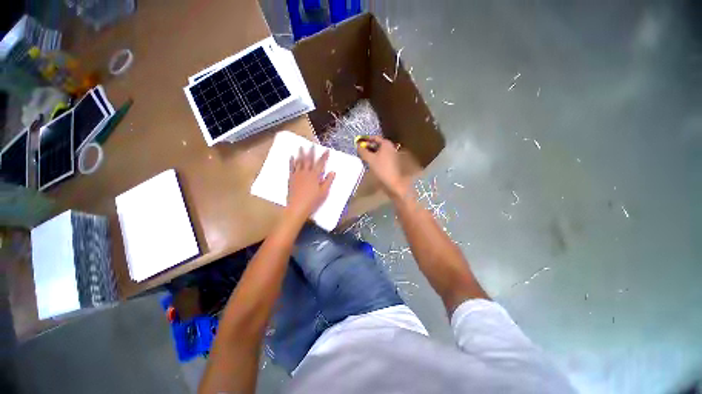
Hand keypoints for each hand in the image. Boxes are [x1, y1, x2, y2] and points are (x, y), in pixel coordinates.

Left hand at [287, 146, 334, 221]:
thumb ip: (328, 181)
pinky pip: (291, 167)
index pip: (321, 163)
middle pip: (309, 160)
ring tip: (301, 147)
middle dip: (311, 152)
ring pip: (299, 162)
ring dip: (301, 154)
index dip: (324, 156)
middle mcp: (306, 173)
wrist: (298, 207)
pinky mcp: (291, 178)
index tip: (327, 150)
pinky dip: (291, 161)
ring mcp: (297, 175)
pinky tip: (291, 157)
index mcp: (315, 176)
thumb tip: (333, 172)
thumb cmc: (313, 201)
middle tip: (312, 145)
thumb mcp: (324, 192)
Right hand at [357, 136, 409, 198]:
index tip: (358, 142)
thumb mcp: (370, 159)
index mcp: (386, 144)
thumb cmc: (381, 168)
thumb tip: (357, 145)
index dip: (366, 139)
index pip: (374, 138)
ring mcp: (392, 154)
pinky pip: (381, 156)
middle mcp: (390, 147)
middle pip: (377, 144)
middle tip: (360, 150)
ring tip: (363, 156)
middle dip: (368, 146)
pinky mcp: (392, 162)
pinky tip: (370, 162)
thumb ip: (362, 151)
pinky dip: (375, 157)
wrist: (394, 182)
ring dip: (371, 152)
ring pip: (379, 151)